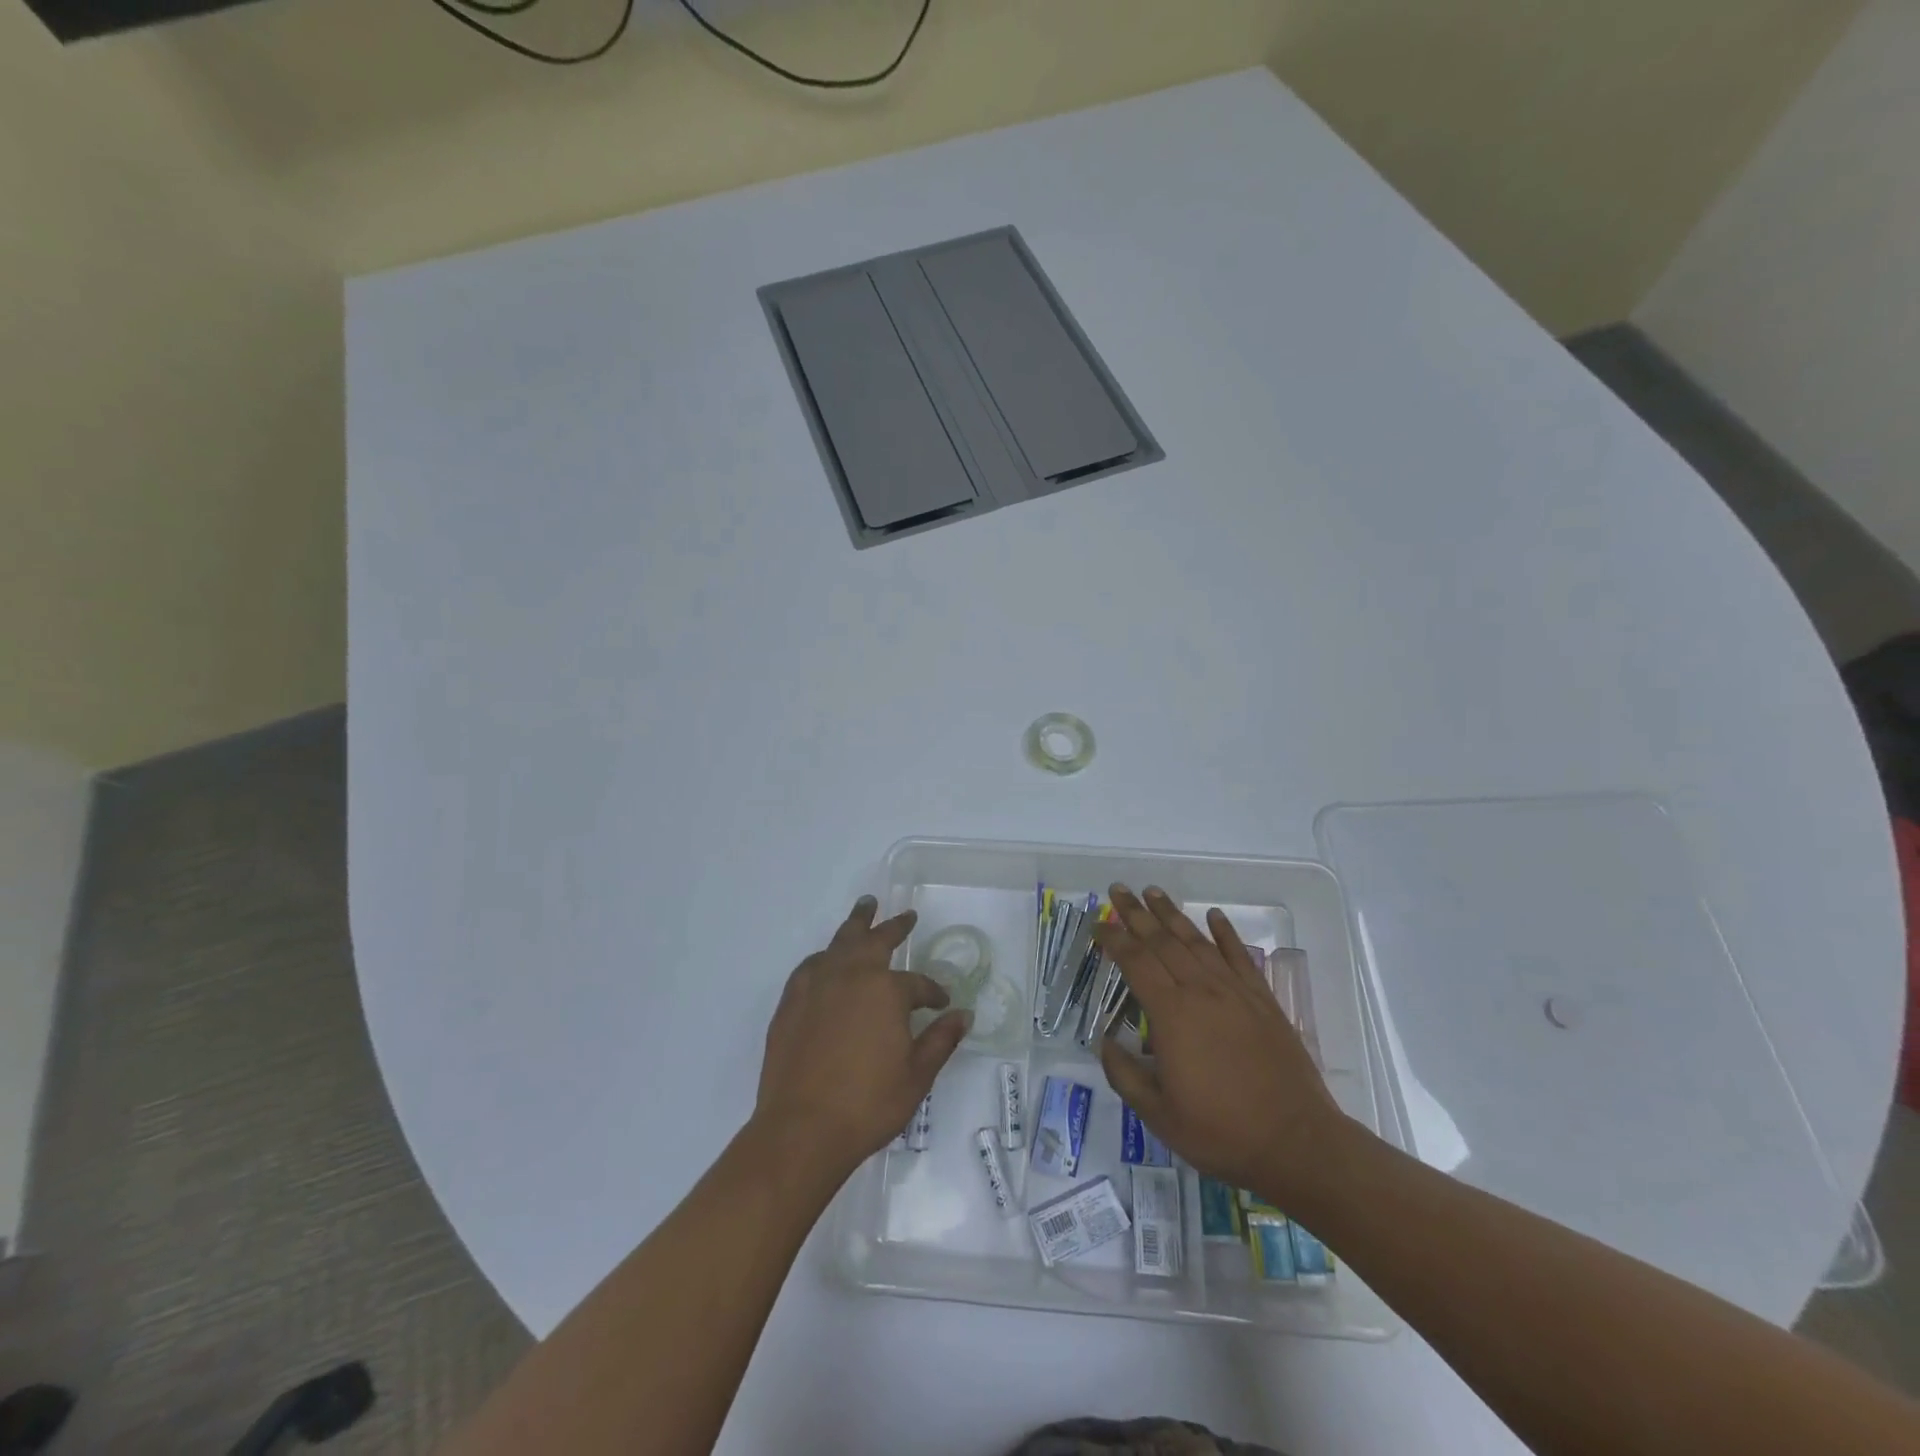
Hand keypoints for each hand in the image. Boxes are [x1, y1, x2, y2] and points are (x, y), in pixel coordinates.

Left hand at [755, 897, 971, 1170]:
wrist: (801, 1129)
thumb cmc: (868, 1104)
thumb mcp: (917, 1075)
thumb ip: (941, 1040)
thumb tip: (963, 1015)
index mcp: (886, 990)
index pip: (918, 984)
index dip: (933, 993)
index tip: (941, 1003)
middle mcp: (851, 975)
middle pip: (875, 940)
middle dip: (894, 927)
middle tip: (906, 916)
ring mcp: (816, 985)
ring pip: (840, 942)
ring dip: (856, 924)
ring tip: (865, 908)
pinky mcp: (791, 1002)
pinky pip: (811, 965)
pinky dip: (825, 955)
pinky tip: (828, 959)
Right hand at [1095, 885, 1351, 1208]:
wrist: (1296, 1143)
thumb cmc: (1221, 1132)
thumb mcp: (1158, 1115)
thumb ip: (1125, 1075)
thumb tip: (1104, 1042)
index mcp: (1172, 1014)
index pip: (1135, 962)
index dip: (1114, 939)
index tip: (1097, 923)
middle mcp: (1201, 991)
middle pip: (1163, 942)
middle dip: (1137, 914)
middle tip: (1118, 890)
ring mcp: (1235, 993)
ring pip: (1197, 942)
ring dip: (1172, 914)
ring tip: (1153, 892)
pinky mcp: (1263, 1001)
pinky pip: (1240, 957)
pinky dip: (1226, 933)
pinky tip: (1214, 916)